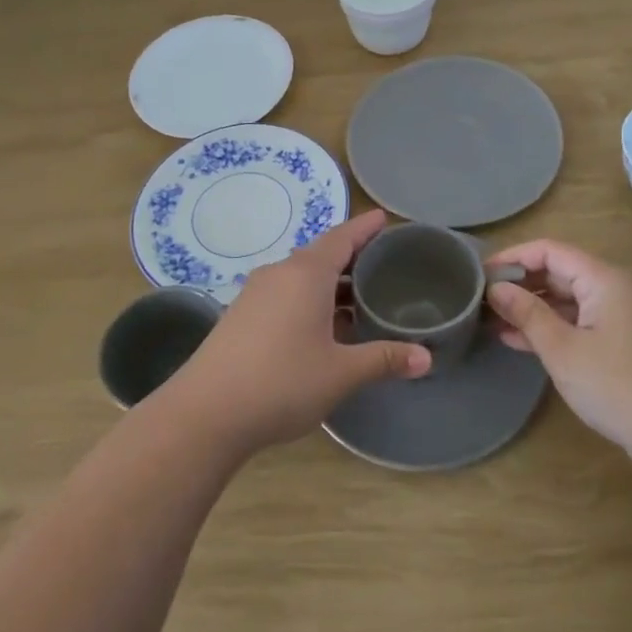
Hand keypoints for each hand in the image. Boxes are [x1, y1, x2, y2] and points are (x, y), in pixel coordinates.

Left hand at [171, 209, 430, 454]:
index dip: (365, 228)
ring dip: (330, 284)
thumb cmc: (282, 382)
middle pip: (321, 254)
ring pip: (301, 277)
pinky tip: (323, 327)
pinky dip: (309, 300)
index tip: (384, 218)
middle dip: (351, 257)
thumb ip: (384, 359)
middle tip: (383, 264)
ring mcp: (255, 294)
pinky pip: (284, 294)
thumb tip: (426, 358)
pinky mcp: (240, 316)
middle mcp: (279, 274)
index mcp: (305, 274)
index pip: (342, 238)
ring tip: (359, 298)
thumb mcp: (341, 373)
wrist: (206, 413)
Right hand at [484, 239, 631, 463]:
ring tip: (489, 319)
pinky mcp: (616, 342)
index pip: (549, 250)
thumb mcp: (562, 348)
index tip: (479, 274)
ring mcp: (615, 316)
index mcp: (602, 279)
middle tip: (480, 298)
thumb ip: (527, 313)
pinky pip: (574, 321)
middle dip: (519, 283)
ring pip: (564, 299)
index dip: (513, 257)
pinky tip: (514, 339)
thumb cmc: (616, 384)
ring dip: (529, 307)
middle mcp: (611, 289)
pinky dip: (547, 326)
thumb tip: (496, 288)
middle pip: (558, 271)